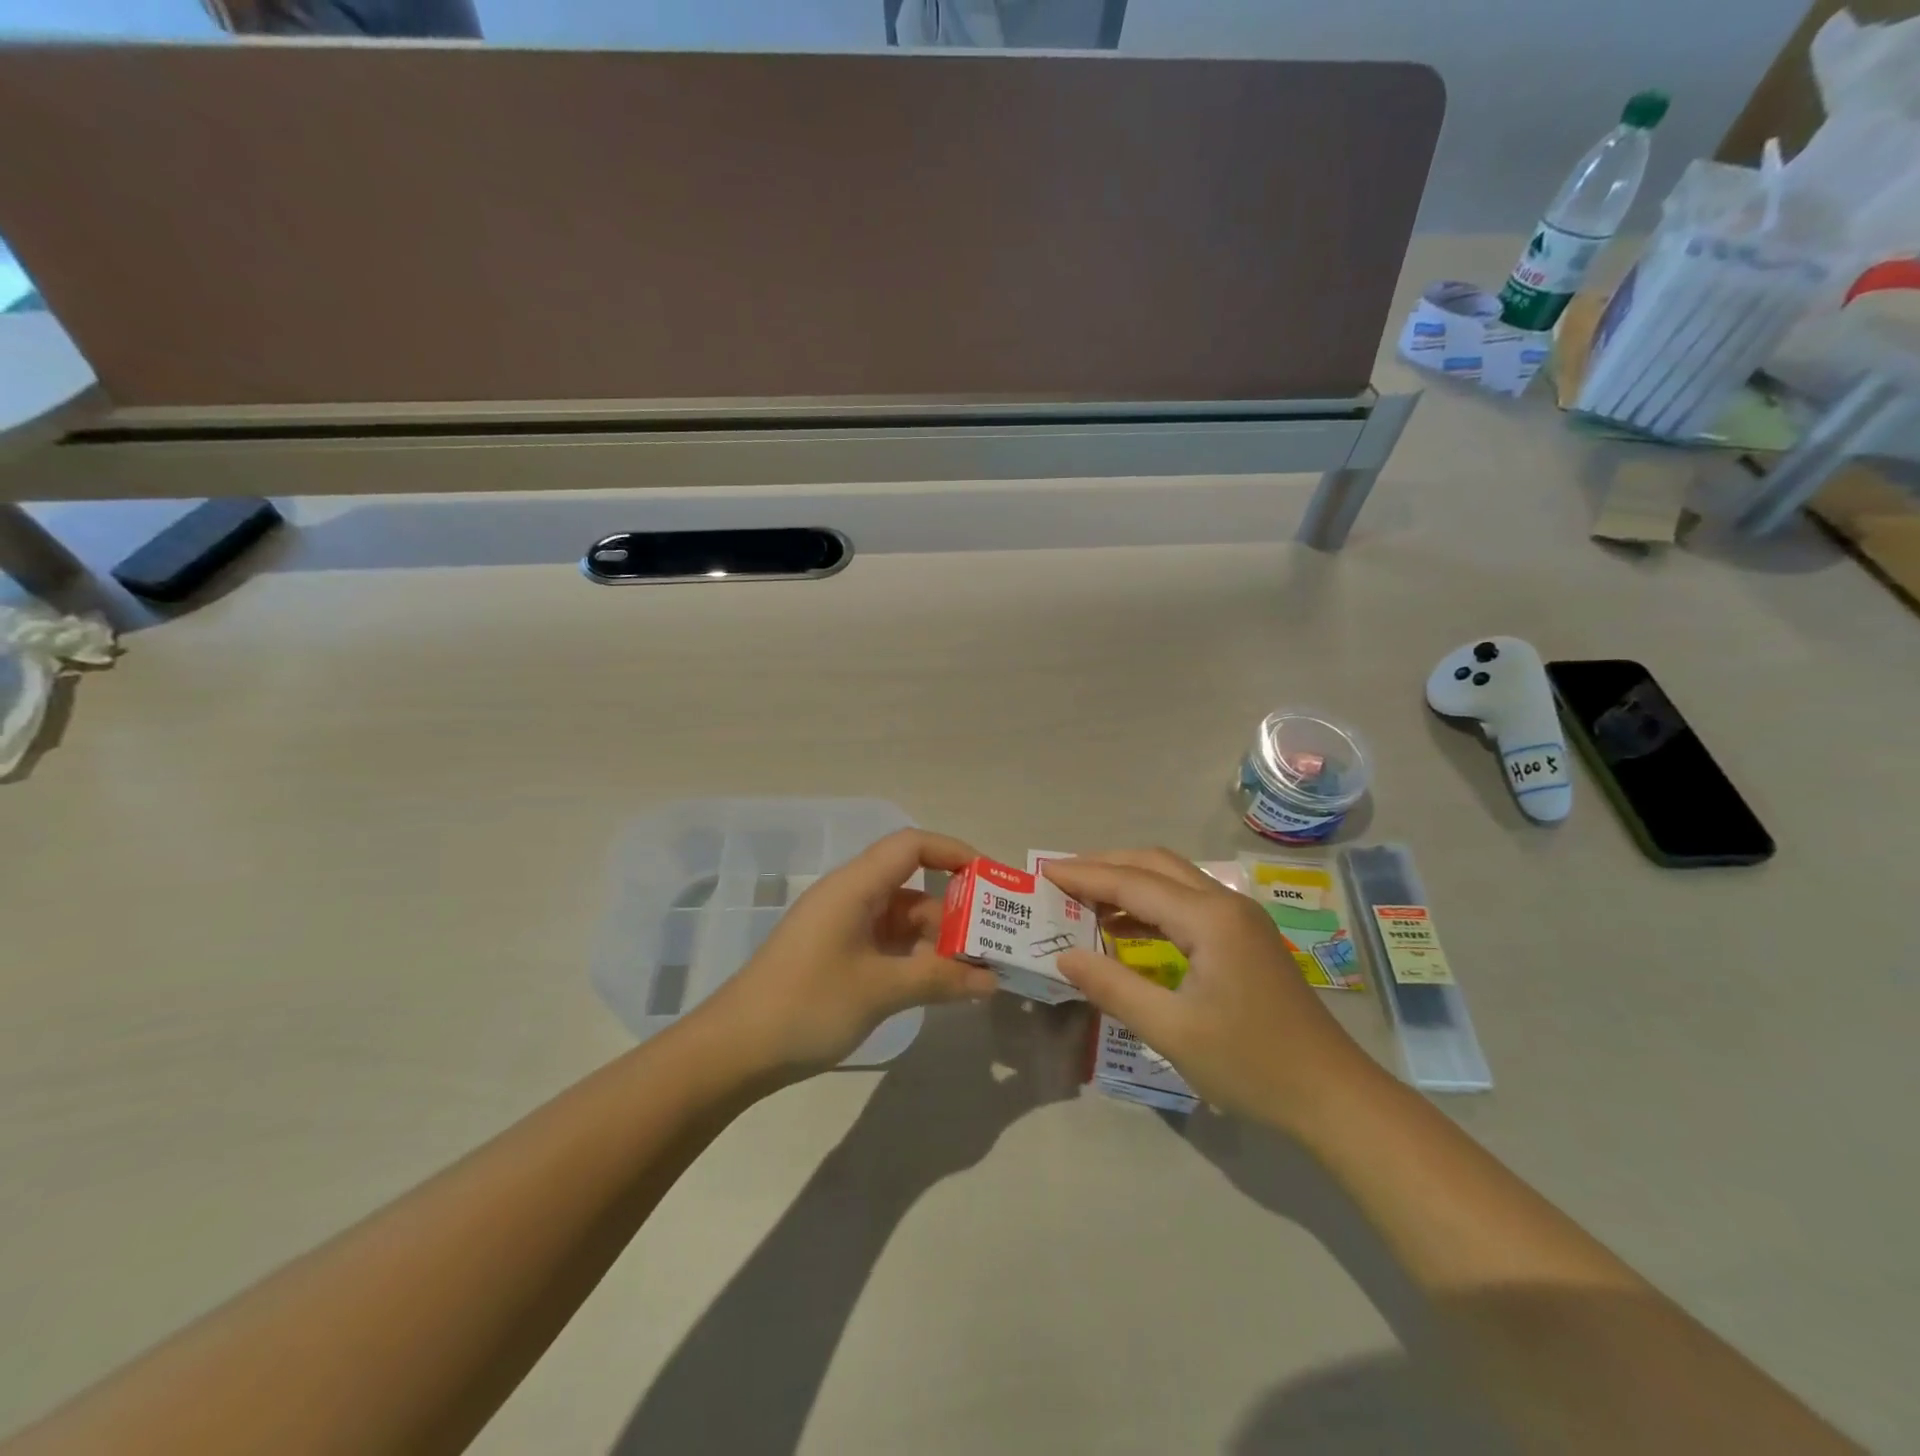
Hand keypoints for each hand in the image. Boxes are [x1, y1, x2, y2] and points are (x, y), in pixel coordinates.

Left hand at [699, 829, 998, 1076]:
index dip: (954, 853)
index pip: (912, 845)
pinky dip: (915, 957)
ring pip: (902, 917)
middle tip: (995, 938)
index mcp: (854, 886)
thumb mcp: (880, 990)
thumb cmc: (807, 1005)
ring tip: (977, 969)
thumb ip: (939, 979)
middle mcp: (850, 896)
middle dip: (955, 908)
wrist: (734, 1050)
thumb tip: (990, 980)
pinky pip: (887, 942)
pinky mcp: (837, 953)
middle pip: (912, 884)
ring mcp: (842, 926)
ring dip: (937, 939)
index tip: (992, 881)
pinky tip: (940, 984)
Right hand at [1044, 850, 1379, 1129]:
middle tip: (1061, 879)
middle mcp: (1226, 903)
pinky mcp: (1245, 939)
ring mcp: (1240, 919)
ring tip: (1083, 900)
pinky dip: (1151, 906)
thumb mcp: (1171, 1031)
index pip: (1133, 883)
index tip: (1043, 872)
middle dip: (1105, 866)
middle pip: (1154, 865)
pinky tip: (1125, 929)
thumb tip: (1064, 956)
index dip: (1084, 876)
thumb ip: (1113, 987)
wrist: (1334, 1097)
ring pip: (1173, 880)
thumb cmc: (1251, 1065)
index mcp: (1209, 918)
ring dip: (1128, 883)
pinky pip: (1188, 905)